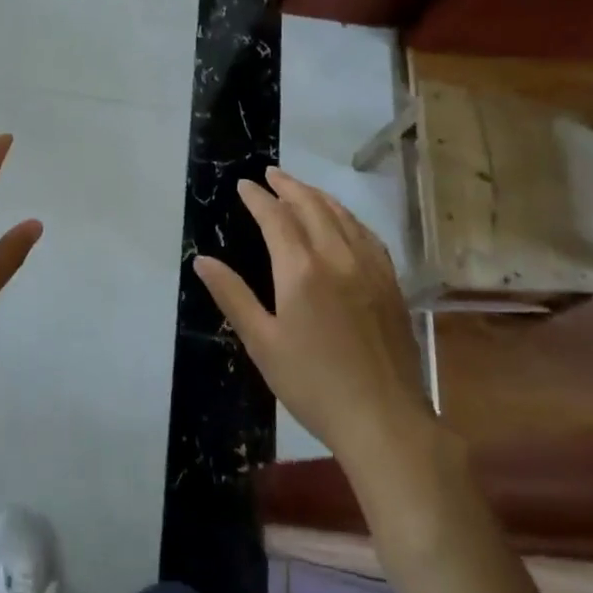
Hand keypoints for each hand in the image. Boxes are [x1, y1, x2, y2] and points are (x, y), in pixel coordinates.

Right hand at [194, 167, 427, 462]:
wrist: (383, 419)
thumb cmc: (312, 383)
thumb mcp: (262, 342)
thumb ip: (232, 295)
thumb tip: (202, 260)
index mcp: (301, 270)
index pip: (276, 218)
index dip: (258, 198)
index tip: (244, 184)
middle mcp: (337, 256)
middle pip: (312, 206)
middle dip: (289, 186)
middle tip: (271, 174)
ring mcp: (370, 267)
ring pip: (342, 215)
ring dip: (318, 196)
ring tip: (300, 188)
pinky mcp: (391, 283)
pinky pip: (367, 234)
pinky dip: (348, 217)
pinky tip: (343, 221)